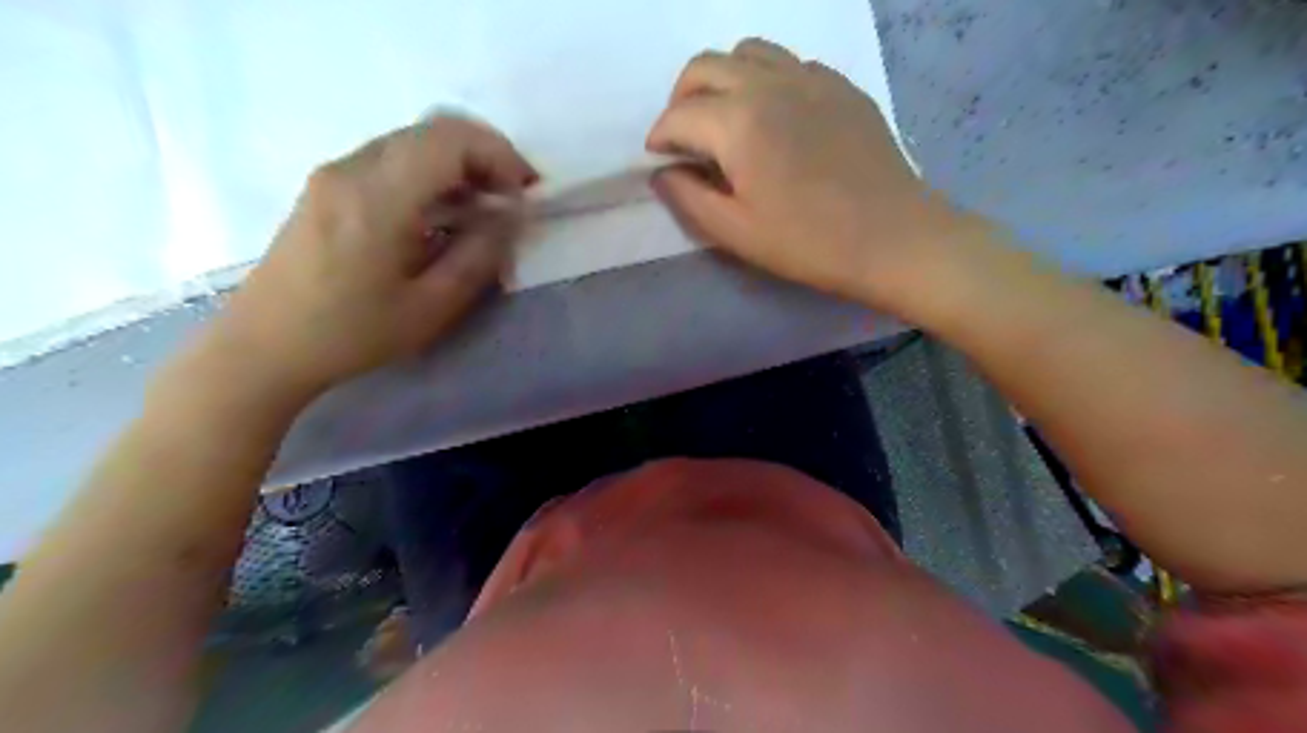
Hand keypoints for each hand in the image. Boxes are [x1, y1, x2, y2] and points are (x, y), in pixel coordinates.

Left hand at [207, 118, 531, 397]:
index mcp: (377, 197)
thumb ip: (479, 255)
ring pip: (413, 142)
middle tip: (513, 200)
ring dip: (459, 164)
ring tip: (485, 209)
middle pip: (433, 131)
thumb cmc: (351, 335)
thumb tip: (511, 217)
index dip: (500, 156)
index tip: (525, 194)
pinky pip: (392, 159)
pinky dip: (431, 173)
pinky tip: (443, 214)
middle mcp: (352, 168)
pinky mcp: (327, 186)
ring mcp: (335, 173)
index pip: (450, 140)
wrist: (263, 347)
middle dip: (486, 156)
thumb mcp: (430, 307)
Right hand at [649, 37, 974, 315]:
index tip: (658, 160)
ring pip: (747, 52)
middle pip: (705, 66)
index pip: (679, 115)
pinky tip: (775, 117)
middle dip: (681, 98)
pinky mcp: (840, 85)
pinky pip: (789, 62)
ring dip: (722, 79)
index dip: (660, 137)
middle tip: (685, 137)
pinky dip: (765, 79)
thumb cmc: (809, 242)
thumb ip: (688, 198)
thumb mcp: (736, 232)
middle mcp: (769, 83)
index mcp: (738, 121)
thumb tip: (663, 173)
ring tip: (725, 119)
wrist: (893, 237)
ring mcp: (810, 77)